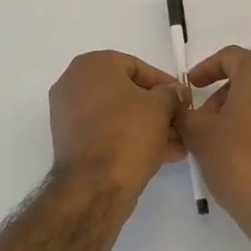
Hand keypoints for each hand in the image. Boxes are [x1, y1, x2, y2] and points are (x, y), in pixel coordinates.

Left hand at [49, 51, 183, 195]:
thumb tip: (175, 92)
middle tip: (180, 122)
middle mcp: (74, 84)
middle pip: (126, 92)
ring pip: (117, 115)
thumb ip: (170, 93)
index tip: (182, 98)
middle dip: (157, 109)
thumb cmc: (128, 133)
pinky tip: (160, 154)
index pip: (135, 66)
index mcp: (91, 65)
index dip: (163, 83)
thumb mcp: (160, 107)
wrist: (95, 185)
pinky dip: (129, 139)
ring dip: (147, 126)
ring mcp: (68, 114)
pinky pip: (106, 132)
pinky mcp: (70, 142)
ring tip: (176, 144)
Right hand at [177, 46, 250, 250]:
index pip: (232, 56)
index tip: (191, 86)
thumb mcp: (199, 136)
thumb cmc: (239, 162)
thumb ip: (184, 113)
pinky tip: (237, 157)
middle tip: (200, 120)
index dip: (207, 67)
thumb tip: (178, 105)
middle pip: (248, 78)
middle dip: (220, 94)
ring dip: (235, 113)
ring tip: (215, 142)